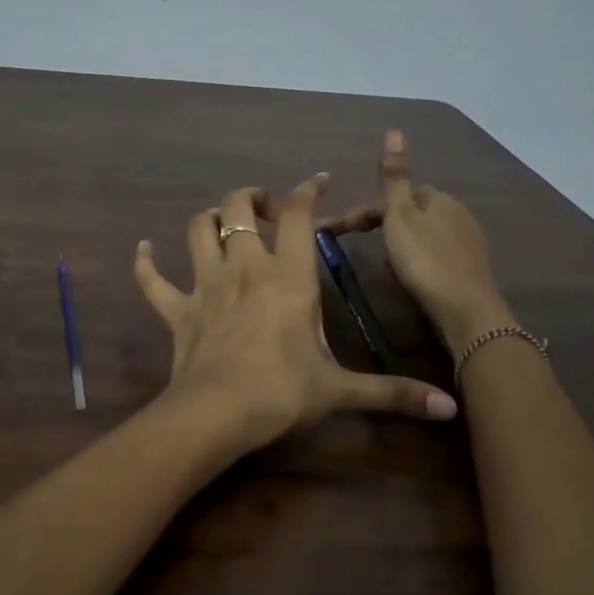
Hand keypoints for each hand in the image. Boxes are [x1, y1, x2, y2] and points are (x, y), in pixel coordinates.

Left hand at [135, 173, 458, 457]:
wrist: (217, 413)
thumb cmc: (282, 393)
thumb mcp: (341, 390)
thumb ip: (393, 393)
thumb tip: (450, 408)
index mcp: (288, 276)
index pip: (298, 215)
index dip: (307, 190)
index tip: (317, 181)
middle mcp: (244, 267)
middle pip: (238, 206)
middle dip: (252, 198)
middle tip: (267, 211)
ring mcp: (205, 285)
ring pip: (198, 230)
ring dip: (209, 219)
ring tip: (221, 223)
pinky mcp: (176, 310)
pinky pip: (152, 280)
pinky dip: (145, 263)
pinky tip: (143, 250)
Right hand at [323, 130, 508, 337]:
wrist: (465, 310)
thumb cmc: (424, 260)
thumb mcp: (399, 216)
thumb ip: (394, 177)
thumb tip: (394, 130)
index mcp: (438, 198)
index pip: (395, 194)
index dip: (365, 210)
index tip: (338, 231)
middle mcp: (458, 213)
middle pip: (412, 211)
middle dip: (385, 222)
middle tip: (358, 244)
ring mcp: (468, 241)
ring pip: (426, 232)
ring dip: (403, 239)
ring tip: (382, 259)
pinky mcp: (471, 268)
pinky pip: (437, 252)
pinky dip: (419, 256)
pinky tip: (412, 273)